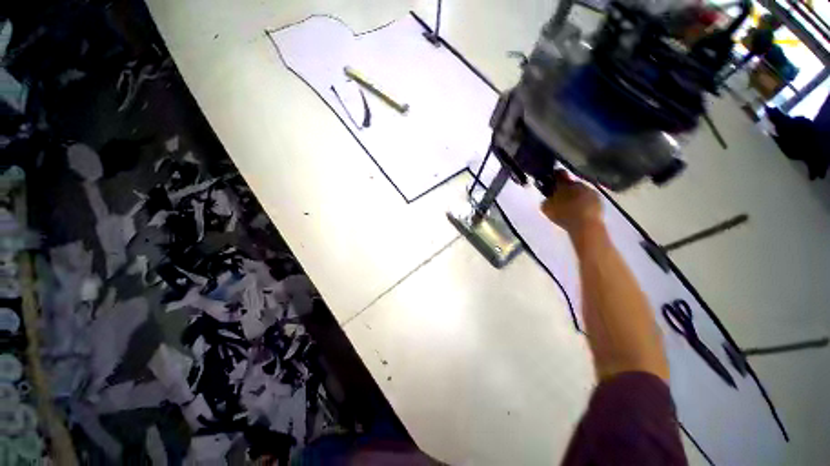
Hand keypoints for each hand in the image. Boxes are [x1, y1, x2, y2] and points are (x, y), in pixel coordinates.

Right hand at [540, 171, 602, 236]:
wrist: (585, 225)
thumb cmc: (563, 215)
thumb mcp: (546, 208)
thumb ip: (547, 199)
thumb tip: (549, 197)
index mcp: (564, 184)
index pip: (558, 174)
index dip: (554, 176)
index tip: (551, 180)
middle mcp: (578, 184)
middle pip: (571, 183)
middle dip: (566, 189)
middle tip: (561, 199)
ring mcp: (590, 191)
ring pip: (581, 191)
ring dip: (576, 196)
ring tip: (571, 207)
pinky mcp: (599, 200)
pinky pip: (589, 198)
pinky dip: (584, 202)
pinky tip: (580, 211)